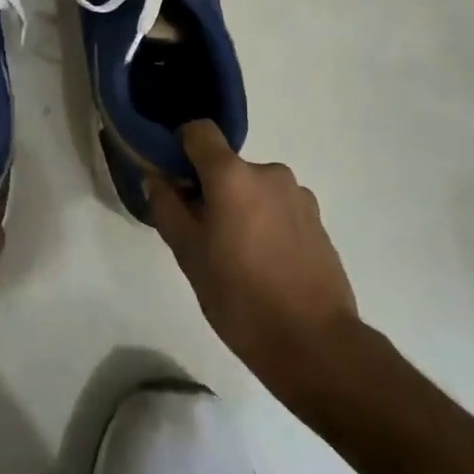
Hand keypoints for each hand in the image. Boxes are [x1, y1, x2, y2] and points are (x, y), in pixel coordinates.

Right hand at [146, 122, 358, 403]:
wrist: (315, 343)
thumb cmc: (240, 298)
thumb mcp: (189, 255)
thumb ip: (167, 208)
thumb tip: (155, 178)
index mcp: (233, 175)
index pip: (199, 131)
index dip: (180, 146)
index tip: (171, 179)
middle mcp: (269, 172)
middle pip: (226, 165)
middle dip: (209, 189)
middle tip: (200, 234)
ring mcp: (298, 195)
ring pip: (253, 188)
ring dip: (239, 207)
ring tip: (235, 256)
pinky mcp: (317, 220)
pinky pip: (277, 207)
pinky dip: (264, 222)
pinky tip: (264, 264)